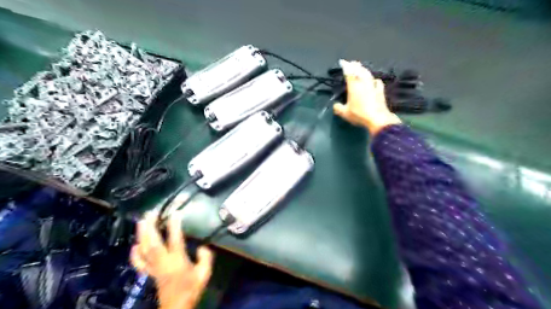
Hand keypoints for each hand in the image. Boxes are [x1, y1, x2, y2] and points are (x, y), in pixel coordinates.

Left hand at [130, 211, 211, 308]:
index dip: (175, 225)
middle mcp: (163, 262)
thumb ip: (206, 258)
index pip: (175, 240)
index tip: (175, 212)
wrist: (176, 308)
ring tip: (141, 221)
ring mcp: (153, 268)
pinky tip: (135, 245)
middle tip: (151, 213)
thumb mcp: (204, 274)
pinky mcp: (149, 273)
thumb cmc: (192, 289)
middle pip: (153, 242)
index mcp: (177, 261)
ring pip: (144, 250)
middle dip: (151, 226)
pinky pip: (138, 263)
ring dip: (141, 235)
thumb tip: (203, 246)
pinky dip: (134, 253)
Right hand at [331, 59, 400, 133]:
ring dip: (364, 69)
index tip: (342, 62)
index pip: (349, 72)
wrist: (377, 118)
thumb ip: (338, 108)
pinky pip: (377, 82)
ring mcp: (373, 86)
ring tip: (361, 67)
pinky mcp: (380, 91)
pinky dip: (374, 79)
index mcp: (353, 86)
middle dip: (355, 65)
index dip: (345, 66)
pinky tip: (374, 80)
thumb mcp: (345, 113)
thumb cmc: (359, 114)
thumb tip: (335, 105)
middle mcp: (363, 83)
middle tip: (352, 62)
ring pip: (368, 74)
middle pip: (359, 70)